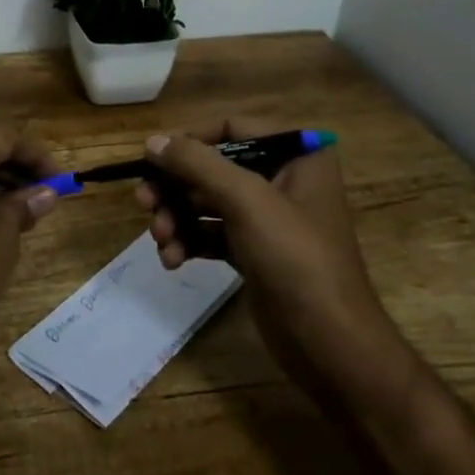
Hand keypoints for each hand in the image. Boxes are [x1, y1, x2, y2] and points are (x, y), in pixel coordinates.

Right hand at [138, 121, 409, 398]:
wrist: (330, 345)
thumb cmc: (296, 258)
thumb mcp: (246, 200)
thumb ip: (196, 163)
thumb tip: (152, 141)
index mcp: (296, 155)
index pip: (231, 128)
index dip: (189, 140)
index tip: (152, 160)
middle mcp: (283, 179)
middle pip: (213, 167)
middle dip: (175, 187)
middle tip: (143, 203)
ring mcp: (268, 218)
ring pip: (207, 202)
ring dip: (177, 217)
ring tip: (160, 239)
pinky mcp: (255, 252)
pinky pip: (211, 233)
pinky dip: (189, 241)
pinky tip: (172, 260)